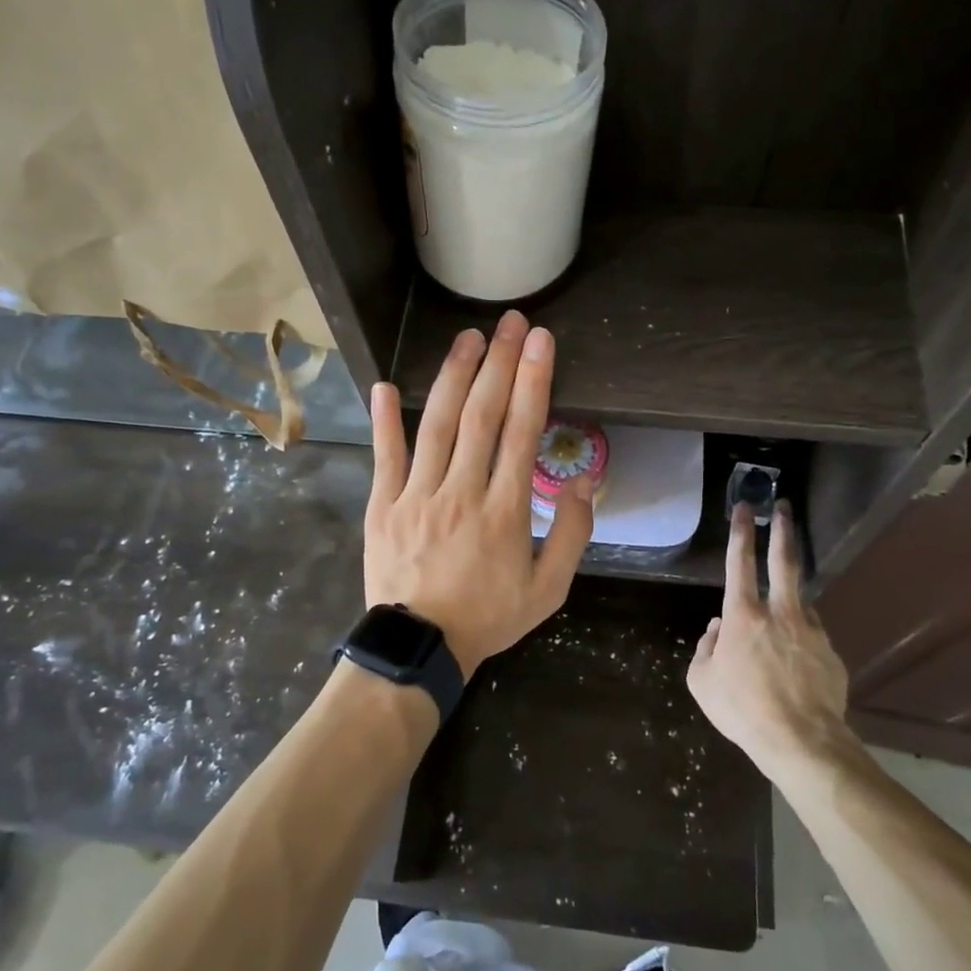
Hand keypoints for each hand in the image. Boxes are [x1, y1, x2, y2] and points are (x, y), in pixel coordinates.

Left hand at [363, 310, 593, 674]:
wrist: (422, 647)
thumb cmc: (490, 616)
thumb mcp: (550, 589)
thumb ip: (573, 533)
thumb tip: (585, 481)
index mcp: (506, 510)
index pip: (523, 432)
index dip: (534, 381)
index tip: (542, 342)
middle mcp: (462, 491)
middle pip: (482, 415)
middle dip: (500, 364)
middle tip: (511, 323)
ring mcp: (418, 495)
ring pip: (436, 425)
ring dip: (453, 377)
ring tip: (468, 338)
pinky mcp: (384, 505)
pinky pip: (386, 456)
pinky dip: (385, 420)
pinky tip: (385, 385)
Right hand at [687, 501, 855, 779]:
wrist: (801, 741)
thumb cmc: (742, 709)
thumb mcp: (702, 682)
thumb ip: (706, 649)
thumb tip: (716, 631)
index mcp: (743, 615)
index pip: (740, 562)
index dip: (740, 532)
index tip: (744, 508)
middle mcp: (780, 613)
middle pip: (784, 560)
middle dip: (782, 530)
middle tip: (783, 508)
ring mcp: (811, 630)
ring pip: (800, 602)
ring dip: (789, 600)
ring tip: (781, 620)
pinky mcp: (831, 653)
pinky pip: (811, 636)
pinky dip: (800, 638)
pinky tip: (796, 662)